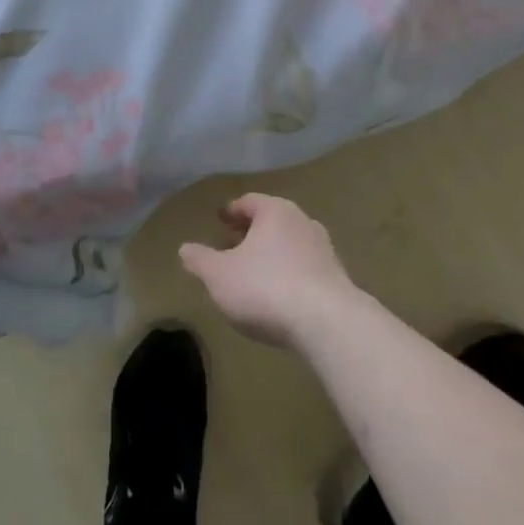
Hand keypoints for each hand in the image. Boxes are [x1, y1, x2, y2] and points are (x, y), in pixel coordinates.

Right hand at [179, 194, 360, 348]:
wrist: (327, 323)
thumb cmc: (265, 288)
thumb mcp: (219, 276)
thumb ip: (200, 260)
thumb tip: (185, 248)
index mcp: (275, 211)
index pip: (249, 201)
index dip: (232, 211)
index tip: (221, 219)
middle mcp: (302, 222)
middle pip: (272, 221)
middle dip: (252, 232)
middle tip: (234, 244)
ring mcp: (325, 250)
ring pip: (291, 244)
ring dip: (273, 254)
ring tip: (256, 272)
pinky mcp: (338, 279)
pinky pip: (306, 269)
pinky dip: (290, 274)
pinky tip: (280, 295)